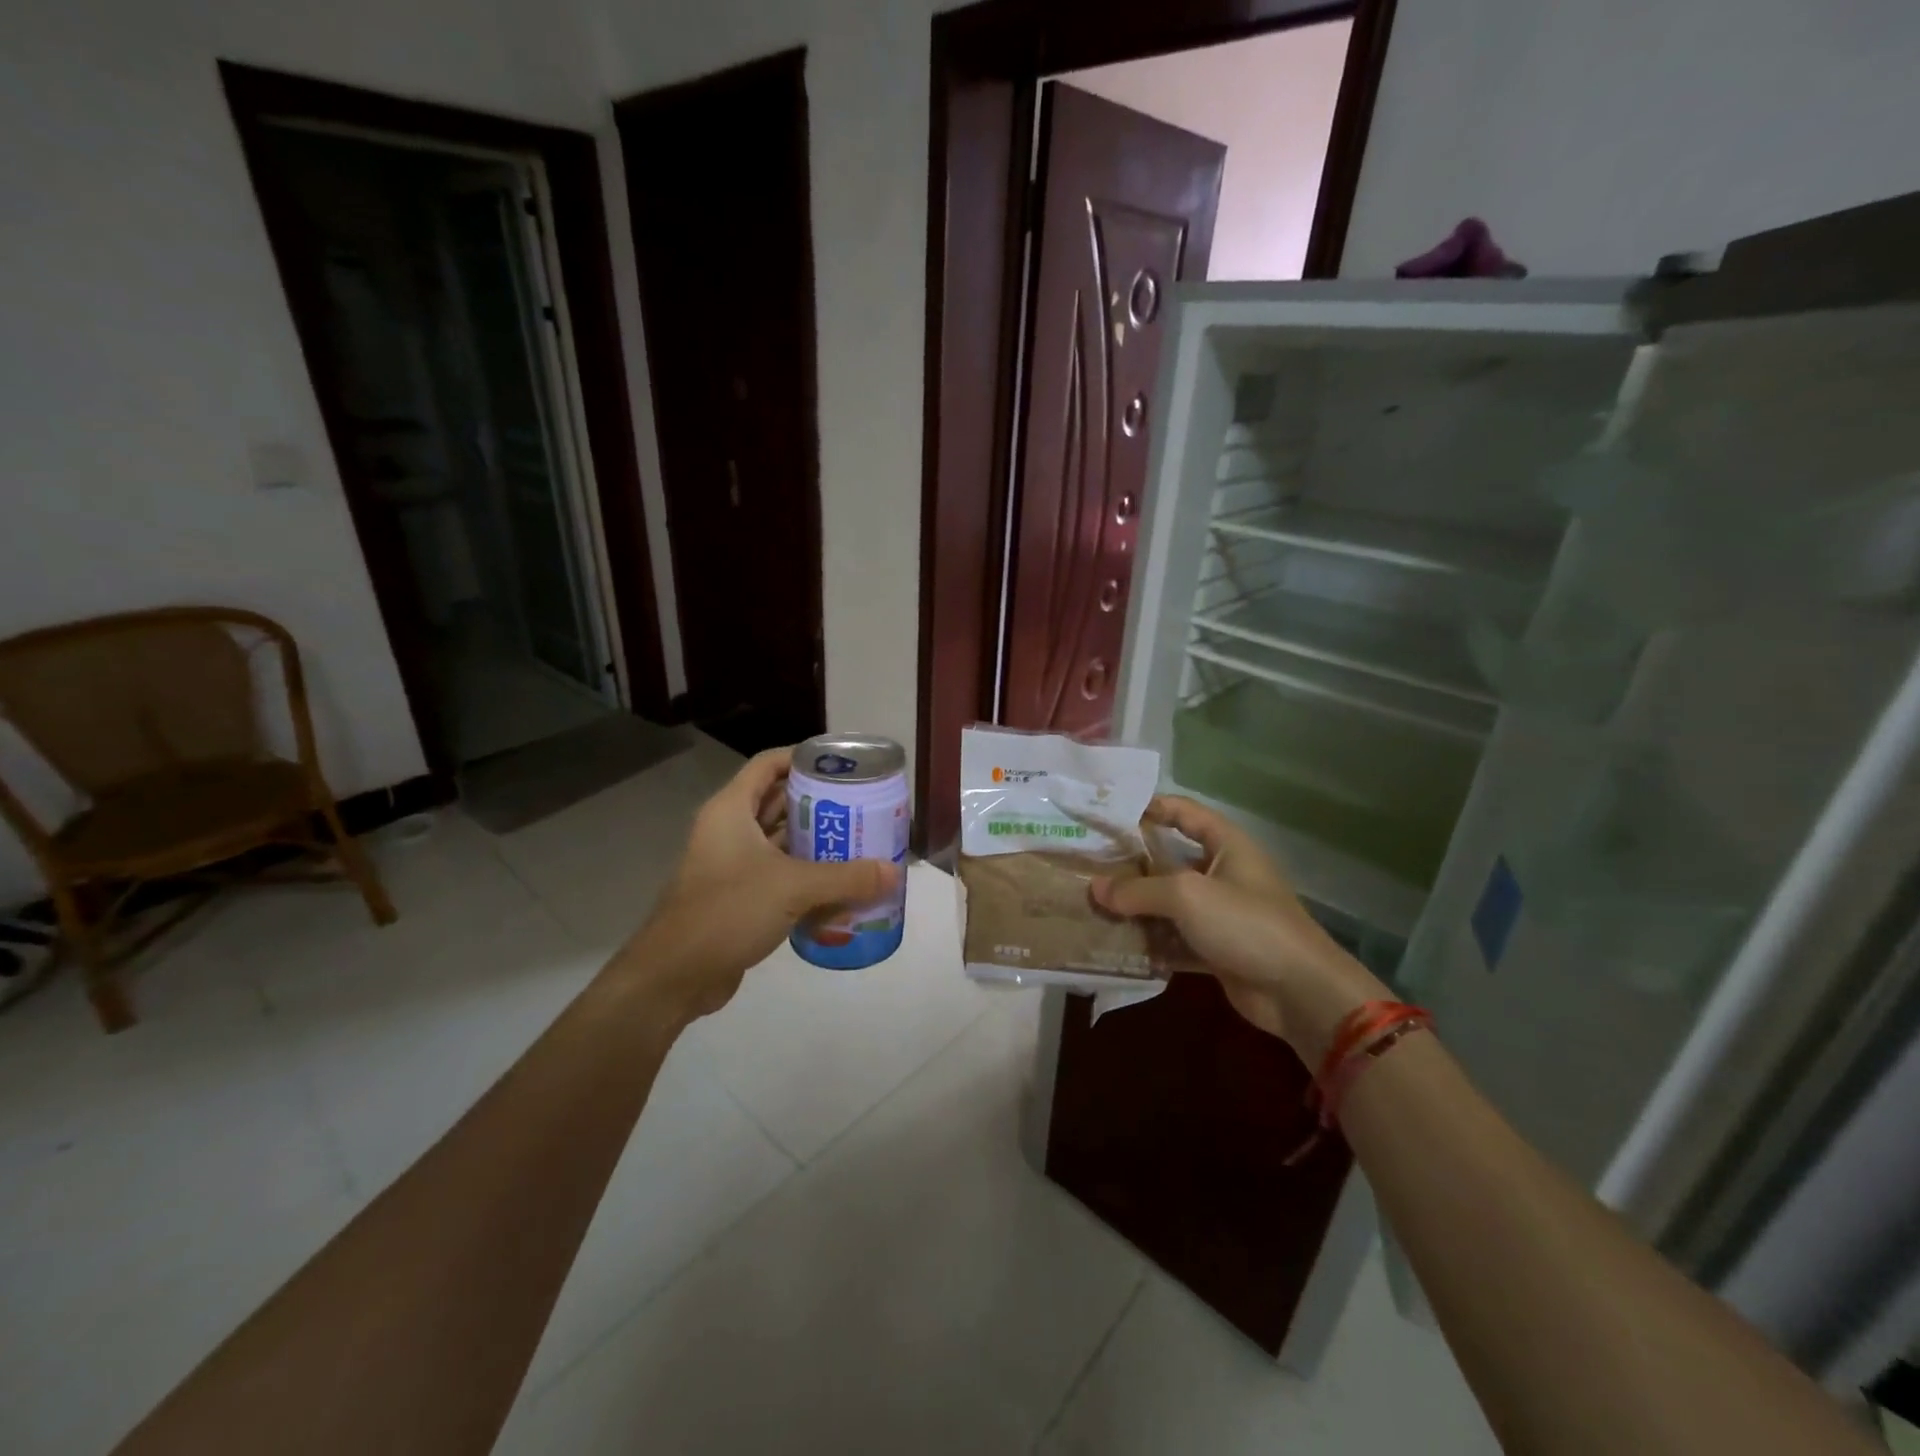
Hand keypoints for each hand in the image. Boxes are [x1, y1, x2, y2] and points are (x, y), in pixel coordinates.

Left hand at [615, 747, 898, 1026]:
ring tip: (859, 842)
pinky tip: (840, 885)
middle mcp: (729, 830)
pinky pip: (778, 875)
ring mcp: (732, 865)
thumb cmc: (728, 911)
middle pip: (778, 802)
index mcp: (731, 810)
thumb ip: (846, 878)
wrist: (676, 976)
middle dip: (819, 803)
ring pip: (780, 841)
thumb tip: (894, 872)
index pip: (768, 764)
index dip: (803, 757)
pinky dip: (806, 876)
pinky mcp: (738, 896)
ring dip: (815, 842)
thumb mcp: (793, 888)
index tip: (842, 765)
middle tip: (862, 806)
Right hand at [1090, 796, 1386, 1060]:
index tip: (1108, 813)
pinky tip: (1116, 943)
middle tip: (1087, 865)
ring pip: (1168, 903)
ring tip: (1092, 905)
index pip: (1184, 812)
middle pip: (1169, 860)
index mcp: (1226, 845)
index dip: (1150, 807)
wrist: (1300, 992)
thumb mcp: (1187, 896)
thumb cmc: (1246, 924)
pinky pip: (1175, 938)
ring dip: (1136, 907)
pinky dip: (1150, 941)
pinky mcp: (1216, 949)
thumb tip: (1095, 889)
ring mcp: (1220, 913)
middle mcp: (1222, 873)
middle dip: (1131, 864)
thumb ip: (1138, 889)